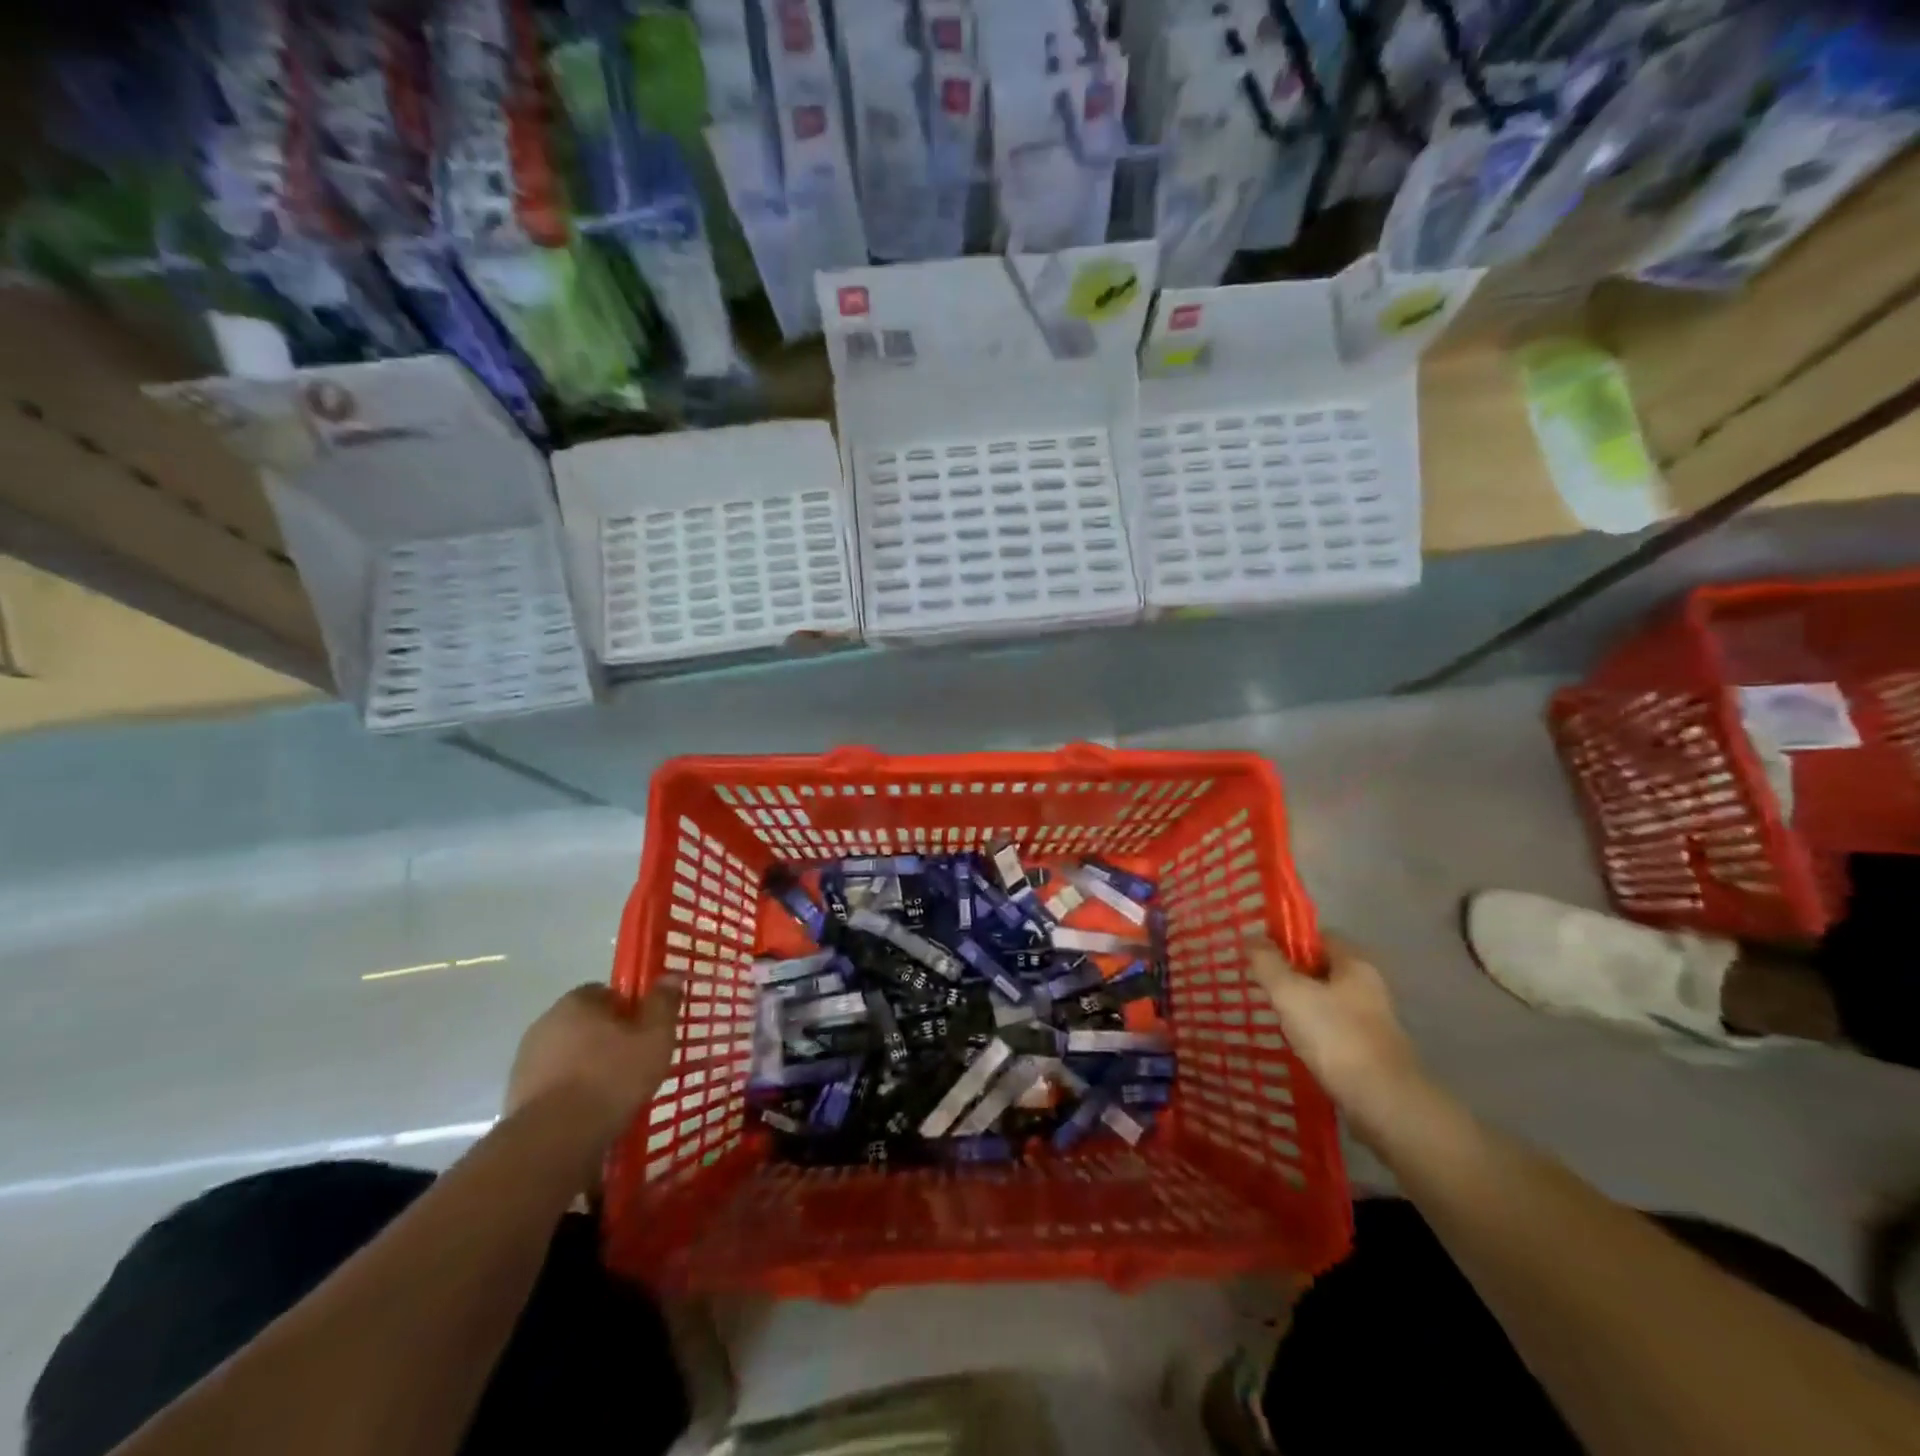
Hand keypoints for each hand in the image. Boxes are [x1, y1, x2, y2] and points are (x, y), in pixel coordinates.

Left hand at [506, 979, 682, 1146]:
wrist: (553, 1140)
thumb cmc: (611, 1078)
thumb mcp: (654, 1038)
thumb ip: (663, 1004)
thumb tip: (671, 975)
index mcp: (577, 1002)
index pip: (607, 992)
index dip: (629, 1009)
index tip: (645, 1032)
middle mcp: (546, 1023)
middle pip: (586, 1024)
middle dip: (607, 1039)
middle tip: (634, 1062)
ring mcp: (526, 1061)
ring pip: (569, 1055)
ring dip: (587, 1067)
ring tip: (613, 1093)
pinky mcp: (516, 1096)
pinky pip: (554, 1085)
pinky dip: (570, 1093)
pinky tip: (589, 1113)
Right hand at [1244, 933, 1427, 1139]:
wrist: (1385, 1104)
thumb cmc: (1335, 1037)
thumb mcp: (1290, 993)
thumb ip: (1267, 963)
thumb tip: (1251, 938)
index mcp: (1355, 964)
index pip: (1318, 936)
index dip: (1287, 940)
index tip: (1259, 953)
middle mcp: (1369, 987)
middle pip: (1322, 969)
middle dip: (1290, 974)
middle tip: (1259, 984)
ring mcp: (1372, 1021)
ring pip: (1326, 1001)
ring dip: (1300, 1005)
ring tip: (1271, 1015)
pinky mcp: (1370, 1052)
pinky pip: (1333, 1030)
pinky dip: (1312, 1032)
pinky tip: (1293, 1044)